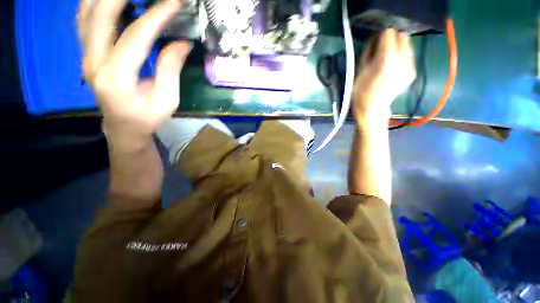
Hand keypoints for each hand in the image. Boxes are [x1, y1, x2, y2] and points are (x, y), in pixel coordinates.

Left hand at [77, 0, 191, 140]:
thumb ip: (171, 70)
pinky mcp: (87, 53)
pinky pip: (84, 19)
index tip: (174, 2)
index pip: (134, 37)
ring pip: (87, 12)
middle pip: (101, 14)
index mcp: (116, 78)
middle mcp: (93, 61)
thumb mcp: (167, 100)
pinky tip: (110, 1)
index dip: (155, 16)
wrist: (122, 127)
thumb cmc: (147, 117)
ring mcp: (86, 55)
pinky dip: (95, 3)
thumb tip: (182, 42)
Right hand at [353, 29, 415, 123]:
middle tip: (382, 48)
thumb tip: (374, 39)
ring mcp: (410, 66)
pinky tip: (393, 67)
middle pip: (402, 36)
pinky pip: (409, 56)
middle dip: (392, 38)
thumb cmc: (361, 92)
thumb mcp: (360, 70)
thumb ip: (368, 51)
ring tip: (388, 58)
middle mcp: (402, 59)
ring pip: (408, 45)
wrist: (373, 109)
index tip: (375, 40)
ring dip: (398, 47)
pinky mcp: (412, 72)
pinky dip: (402, 56)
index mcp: (386, 59)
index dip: (381, 35)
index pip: (389, 33)